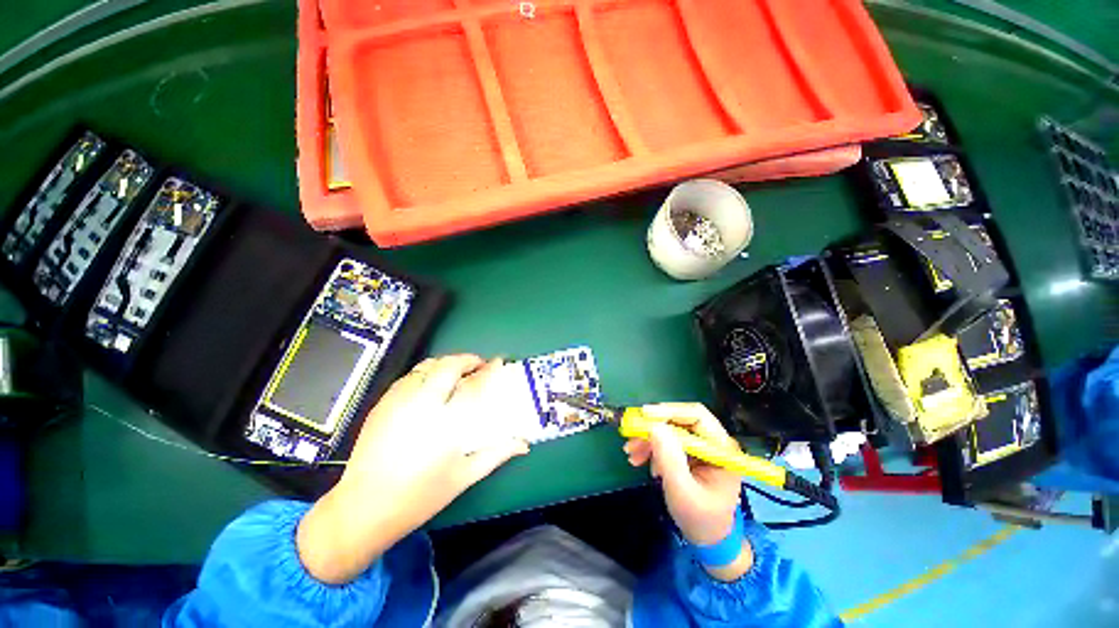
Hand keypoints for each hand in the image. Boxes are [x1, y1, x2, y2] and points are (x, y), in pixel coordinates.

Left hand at [298, 355, 529, 583]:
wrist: (362, 509)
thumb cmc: (419, 496)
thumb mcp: (464, 476)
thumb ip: (497, 454)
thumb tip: (523, 442)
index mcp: (445, 424)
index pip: (473, 386)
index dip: (489, 370)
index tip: (498, 362)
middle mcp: (421, 405)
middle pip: (448, 366)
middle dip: (467, 359)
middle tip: (478, 366)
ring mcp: (398, 402)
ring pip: (426, 366)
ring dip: (446, 364)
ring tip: (457, 373)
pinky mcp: (382, 404)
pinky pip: (409, 376)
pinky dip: (426, 373)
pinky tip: (431, 386)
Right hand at [623, 403, 752, 580]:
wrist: (708, 539)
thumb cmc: (701, 518)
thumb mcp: (682, 491)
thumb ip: (670, 459)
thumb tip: (654, 427)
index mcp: (721, 448)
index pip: (696, 416)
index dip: (670, 411)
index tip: (644, 415)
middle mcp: (712, 441)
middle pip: (680, 420)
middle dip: (653, 428)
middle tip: (631, 437)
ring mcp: (699, 446)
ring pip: (670, 429)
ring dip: (649, 438)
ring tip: (632, 454)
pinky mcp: (689, 452)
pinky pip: (666, 440)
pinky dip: (651, 447)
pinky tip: (642, 461)